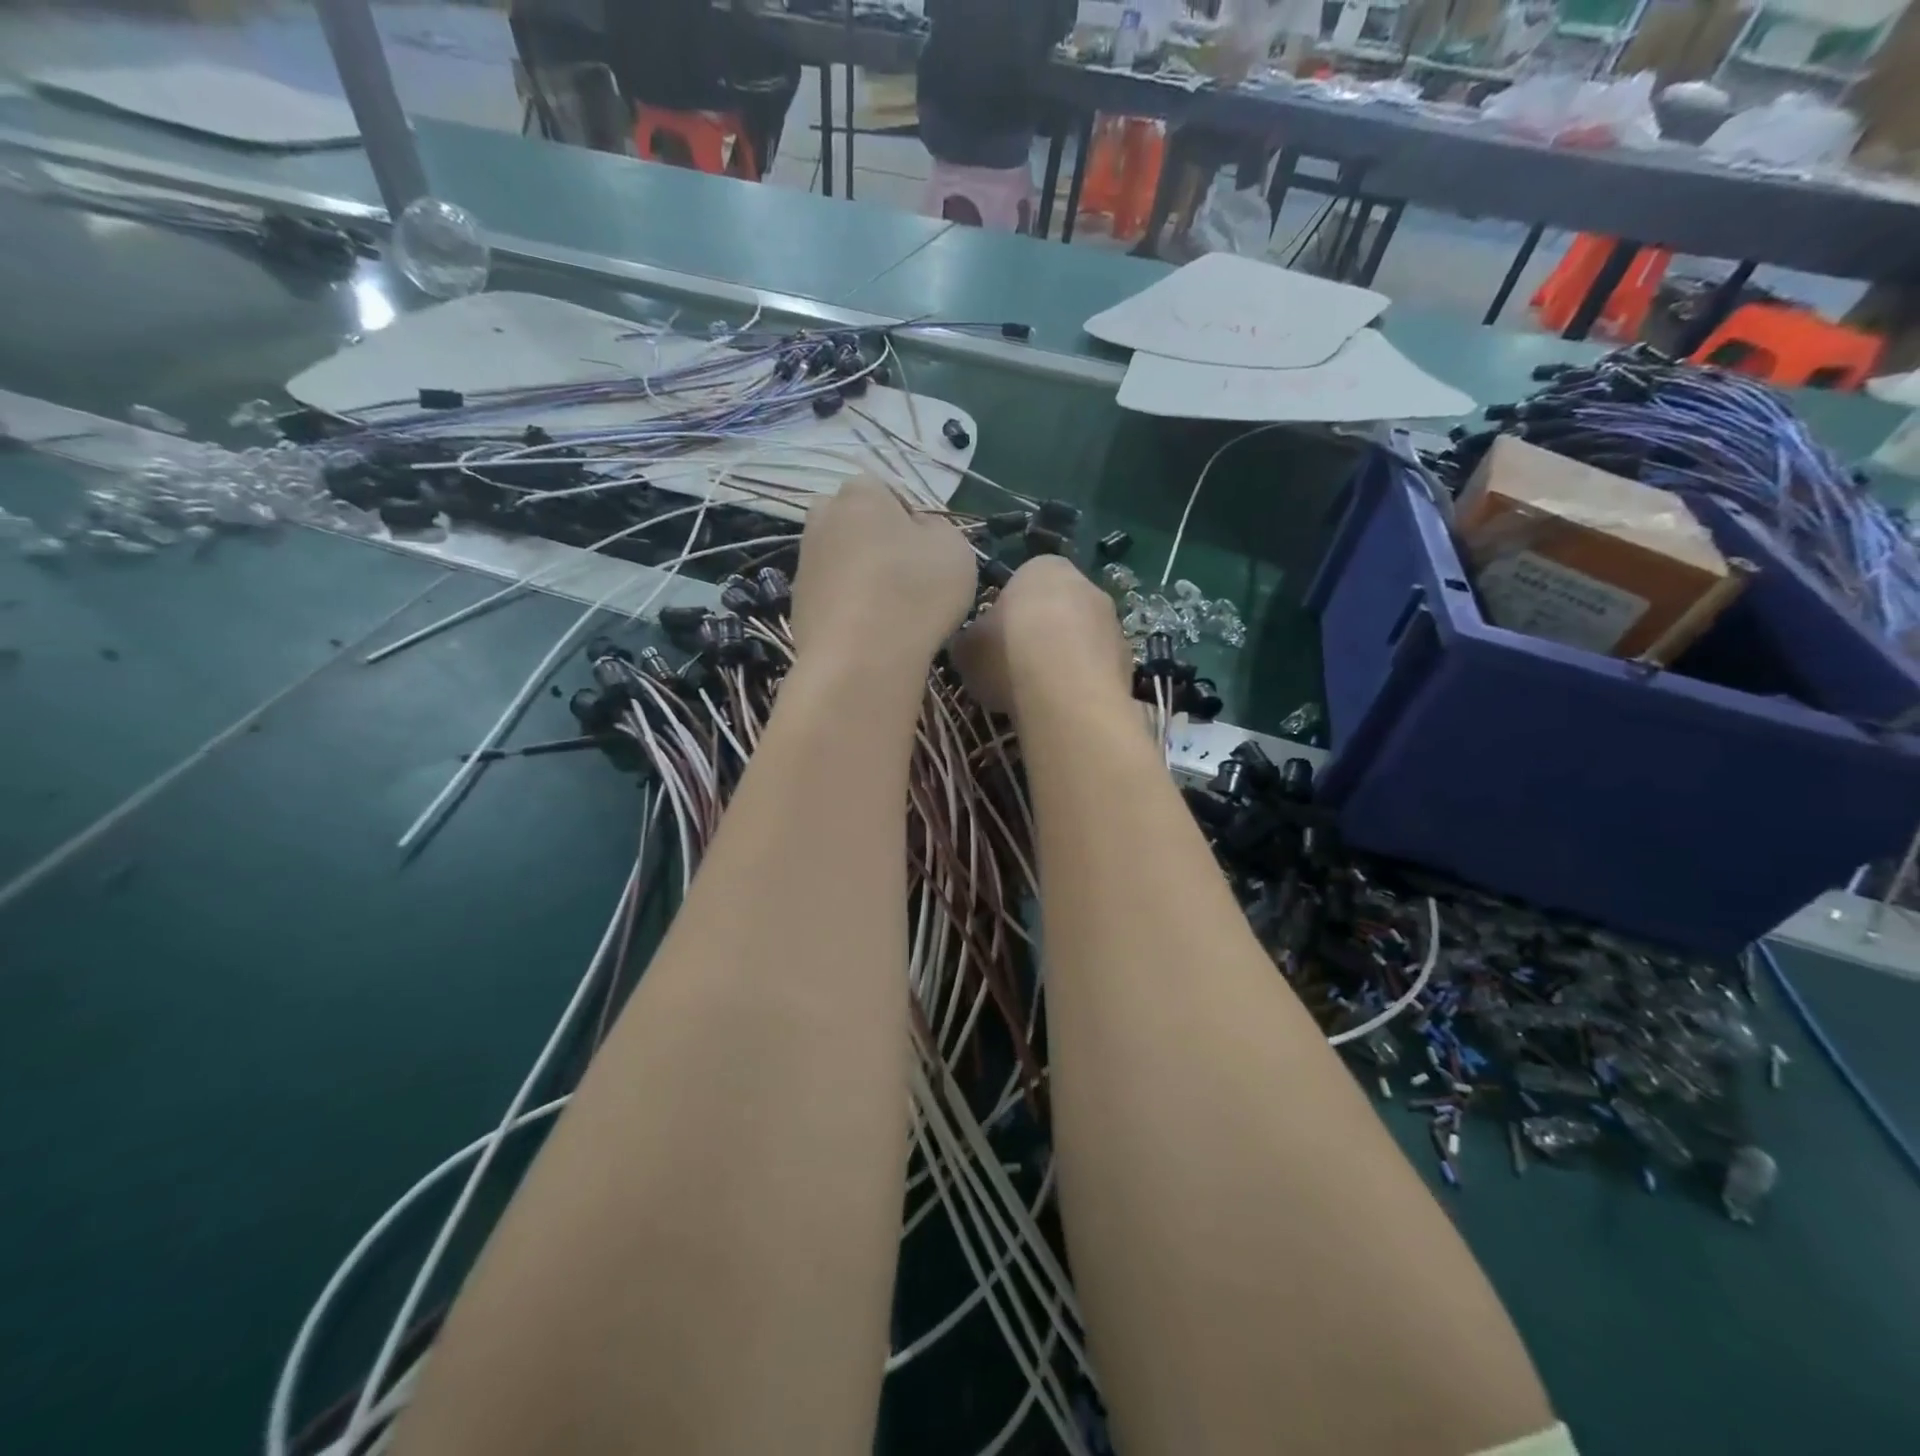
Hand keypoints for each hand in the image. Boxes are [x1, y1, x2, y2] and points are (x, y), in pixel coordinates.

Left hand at [789, 475, 976, 671]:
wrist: (861, 659)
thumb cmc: (915, 592)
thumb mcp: (954, 549)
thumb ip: (938, 529)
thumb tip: (918, 530)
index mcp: (860, 494)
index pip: (885, 491)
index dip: (908, 519)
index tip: (925, 552)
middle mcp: (822, 520)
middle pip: (853, 522)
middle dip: (873, 541)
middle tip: (904, 576)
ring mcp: (805, 564)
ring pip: (839, 560)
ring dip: (860, 576)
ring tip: (888, 610)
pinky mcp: (797, 605)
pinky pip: (830, 596)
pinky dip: (847, 608)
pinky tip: (868, 632)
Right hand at [952, 556, 1130, 717]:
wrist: (1065, 693)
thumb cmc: (1008, 655)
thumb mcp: (966, 647)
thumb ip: (972, 639)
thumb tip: (974, 646)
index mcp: (1043, 568)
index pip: (1022, 583)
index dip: (1007, 616)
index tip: (996, 644)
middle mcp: (1086, 585)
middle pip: (1057, 610)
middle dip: (1041, 636)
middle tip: (1017, 669)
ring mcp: (1113, 623)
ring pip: (1081, 641)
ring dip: (1065, 661)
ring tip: (1041, 695)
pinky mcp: (1129, 662)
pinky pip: (1097, 671)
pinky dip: (1082, 685)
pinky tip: (1065, 707)